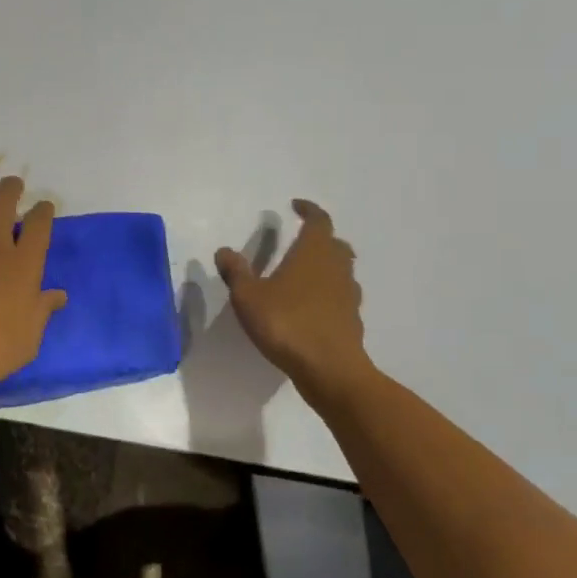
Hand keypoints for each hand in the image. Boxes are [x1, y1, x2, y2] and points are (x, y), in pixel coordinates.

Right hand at [216, 200, 375, 406]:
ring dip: (327, 265)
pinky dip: (330, 293)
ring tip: (305, 273)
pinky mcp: (352, 321)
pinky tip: (313, 307)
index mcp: (313, 253)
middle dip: (320, 238)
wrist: (330, 371)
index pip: (318, 221)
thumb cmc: (287, 323)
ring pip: (342, 270)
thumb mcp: (249, 297)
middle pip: (335, 244)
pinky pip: (342, 297)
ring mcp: (348, 295)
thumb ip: (236, 272)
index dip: (309, 210)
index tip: (296, 206)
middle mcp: (336, 268)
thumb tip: (224, 251)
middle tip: (301, 240)